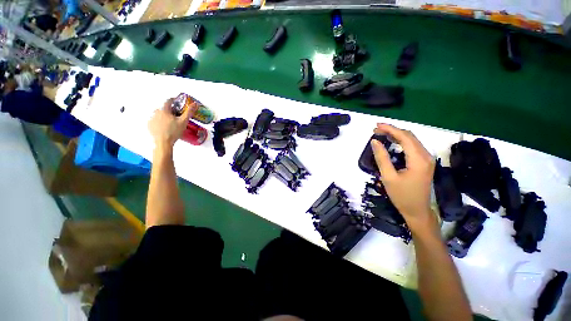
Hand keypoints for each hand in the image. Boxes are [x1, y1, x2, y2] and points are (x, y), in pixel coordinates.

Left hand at [148, 98, 196, 150]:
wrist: (163, 142)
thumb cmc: (174, 131)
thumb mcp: (184, 121)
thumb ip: (189, 112)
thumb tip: (195, 104)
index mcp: (164, 110)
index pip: (168, 101)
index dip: (173, 100)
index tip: (177, 101)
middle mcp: (156, 112)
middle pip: (164, 108)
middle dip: (170, 110)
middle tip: (176, 115)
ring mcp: (152, 119)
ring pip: (159, 114)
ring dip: (165, 116)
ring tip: (171, 122)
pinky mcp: (149, 125)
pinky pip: (155, 120)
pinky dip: (160, 121)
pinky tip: (165, 127)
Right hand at [370, 124, 436, 231]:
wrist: (417, 211)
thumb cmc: (402, 196)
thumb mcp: (388, 177)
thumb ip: (382, 157)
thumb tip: (375, 141)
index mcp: (418, 159)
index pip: (405, 137)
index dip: (390, 129)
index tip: (376, 126)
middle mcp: (426, 156)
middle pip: (409, 136)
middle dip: (392, 131)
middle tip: (376, 130)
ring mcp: (427, 159)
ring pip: (412, 140)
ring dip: (396, 135)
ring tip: (381, 134)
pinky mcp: (424, 163)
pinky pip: (413, 147)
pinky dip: (401, 142)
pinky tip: (392, 142)